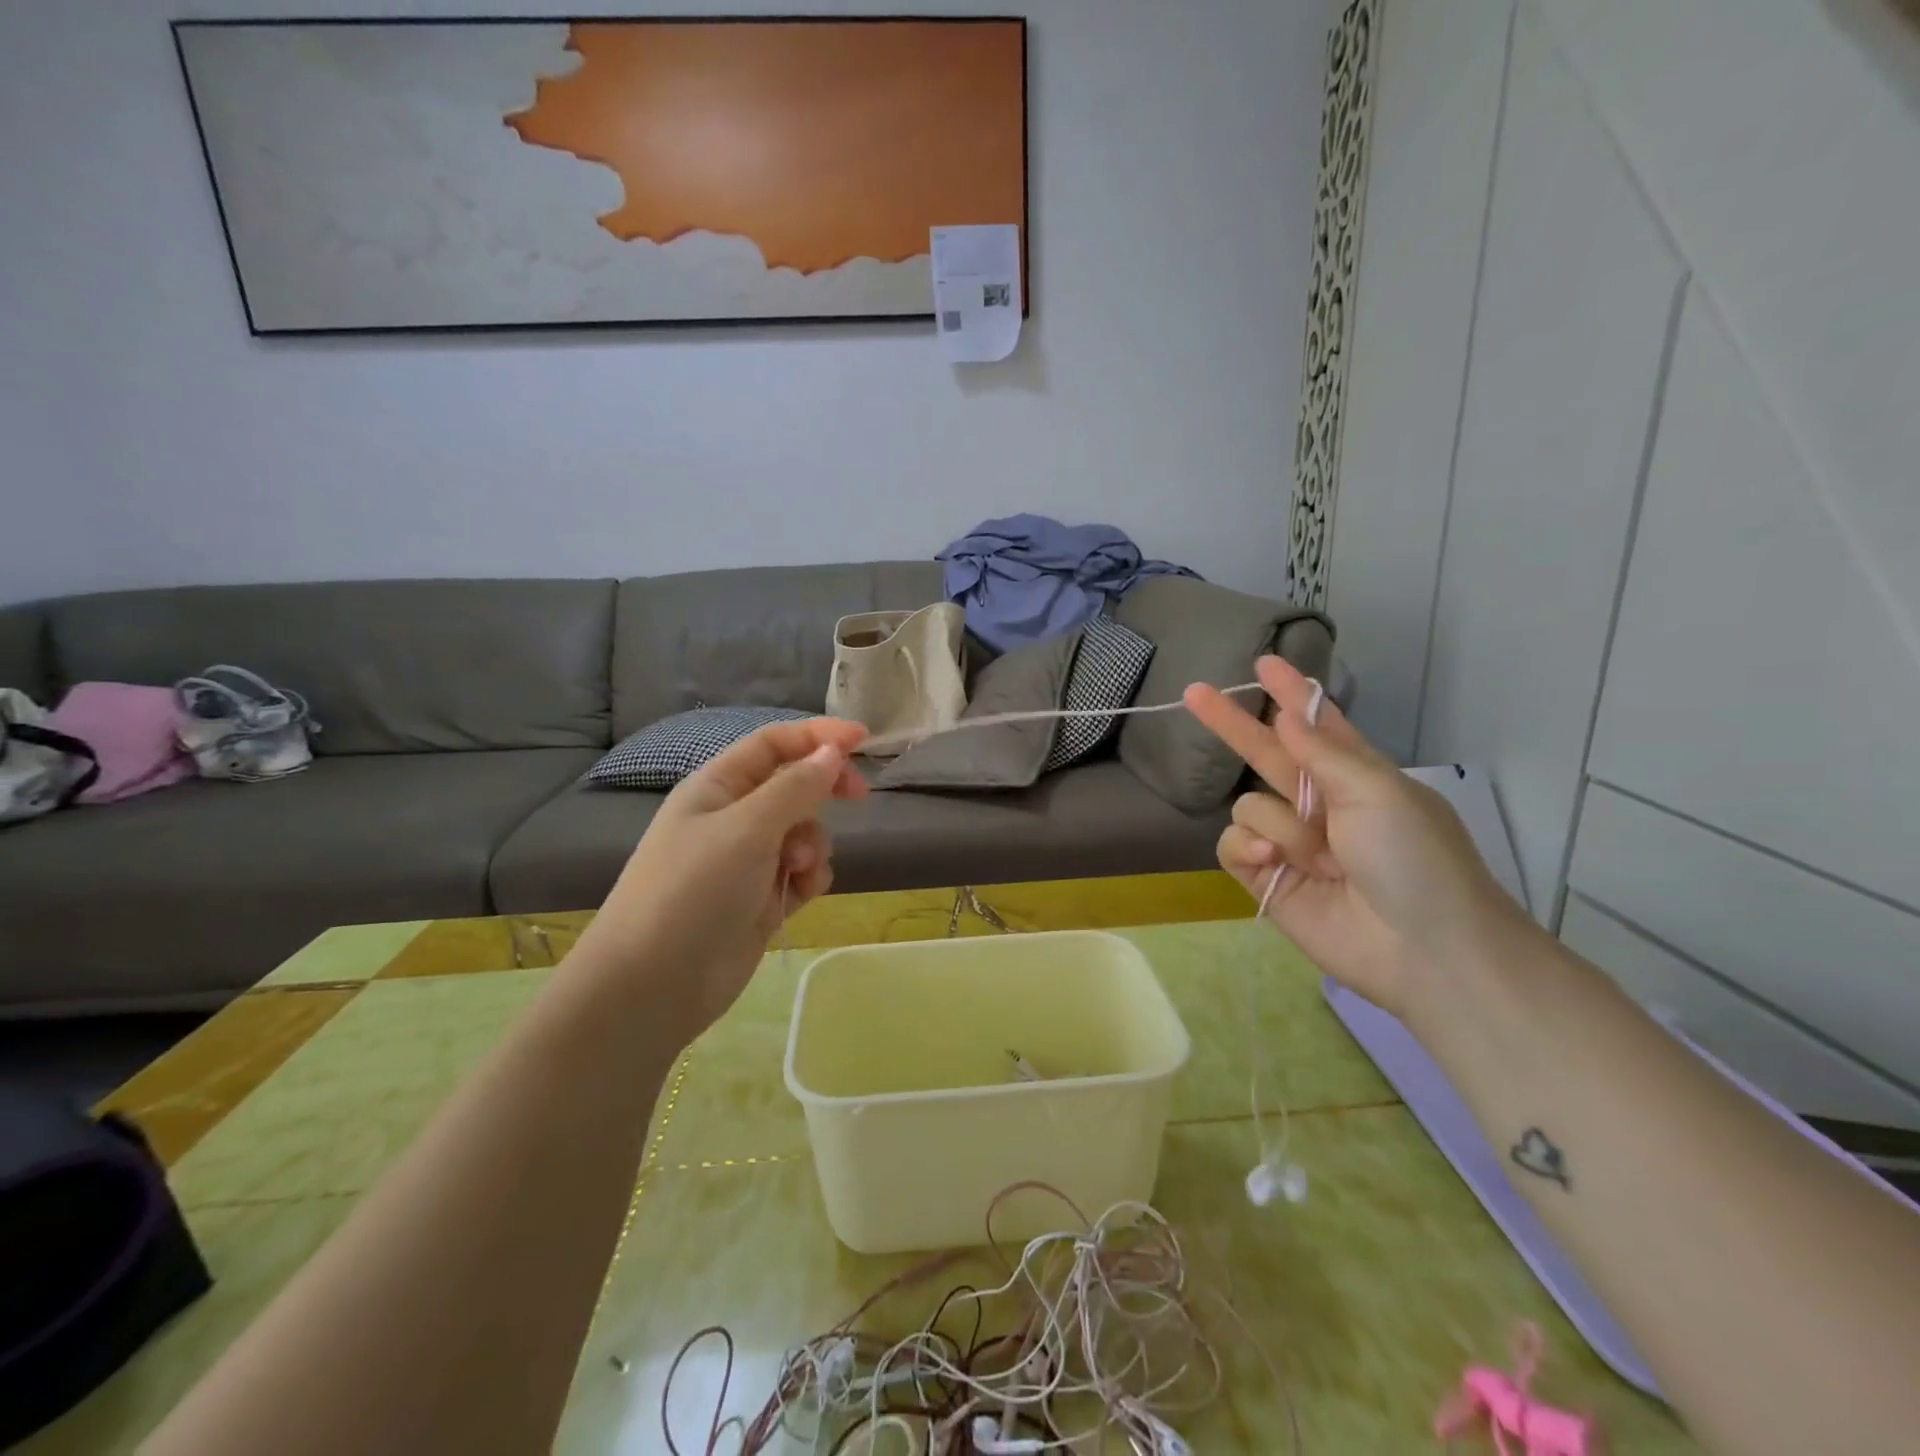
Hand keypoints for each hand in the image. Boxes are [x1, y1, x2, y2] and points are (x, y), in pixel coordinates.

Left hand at [573, 717, 868, 1039]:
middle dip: (824, 789)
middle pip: (793, 785)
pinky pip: (802, 872)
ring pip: (804, 831)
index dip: (818, 736)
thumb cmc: (694, 891)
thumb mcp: (747, 829)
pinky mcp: (761, 898)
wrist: (655, 985)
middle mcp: (733, 817)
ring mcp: (748, 860)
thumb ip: (796, 788)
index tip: (863, 739)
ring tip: (799, 870)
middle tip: (858, 796)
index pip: (774, 744)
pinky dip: (809, 877)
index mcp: (717, 787)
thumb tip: (832, 751)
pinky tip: (800, 894)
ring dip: (814, 844)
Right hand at [1184, 656, 1527, 1017]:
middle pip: (1265, 754)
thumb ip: (1323, 751)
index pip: (1314, 725)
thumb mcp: (1378, 791)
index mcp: (1355, 777)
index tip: (1264, 664)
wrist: (1423, 950)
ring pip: (1249, 806)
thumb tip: (1287, 713)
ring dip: (1277, 824)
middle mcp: (1319, 805)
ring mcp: (1291, 843)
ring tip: (1314, 857)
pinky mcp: (1266, 878)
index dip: (1290, 695)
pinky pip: (1233, 845)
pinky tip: (1276, 864)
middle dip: (1233, 725)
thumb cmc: (1415, 859)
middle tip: (1194, 693)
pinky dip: (1252, 850)